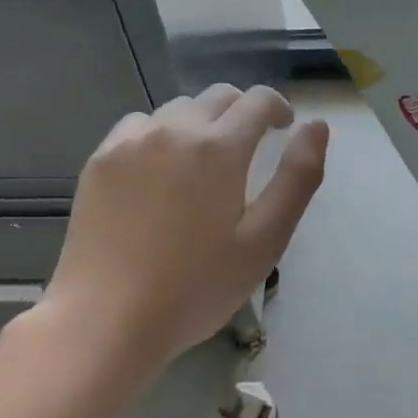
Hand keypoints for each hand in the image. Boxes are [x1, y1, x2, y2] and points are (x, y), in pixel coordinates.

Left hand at [33, 85, 328, 373]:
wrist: (105, 320)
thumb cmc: (195, 287)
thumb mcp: (264, 240)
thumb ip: (298, 177)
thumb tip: (316, 126)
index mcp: (219, 146)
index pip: (258, 100)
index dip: (278, 108)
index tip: (282, 130)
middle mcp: (174, 128)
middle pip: (219, 97)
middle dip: (242, 113)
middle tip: (247, 151)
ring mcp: (131, 141)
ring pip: (178, 108)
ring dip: (200, 123)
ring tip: (201, 164)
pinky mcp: (100, 158)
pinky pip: (139, 125)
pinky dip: (159, 134)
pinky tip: (157, 172)